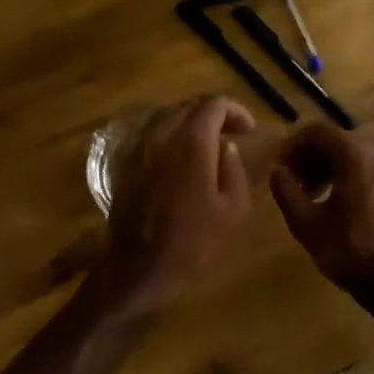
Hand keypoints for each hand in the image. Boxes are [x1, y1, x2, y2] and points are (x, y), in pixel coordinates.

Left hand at [100, 96, 255, 314]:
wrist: (140, 268)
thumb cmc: (193, 242)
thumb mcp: (233, 209)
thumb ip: (234, 169)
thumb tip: (226, 147)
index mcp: (192, 142)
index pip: (214, 104)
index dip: (235, 111)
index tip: (248, 130)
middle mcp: (162, 135)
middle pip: (189, 106)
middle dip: (213, 114)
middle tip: (231, 133)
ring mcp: (139, 147)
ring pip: (166, 116)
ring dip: (189, 121)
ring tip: (206, 142)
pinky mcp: (125, 162)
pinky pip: (149, 133)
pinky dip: (168, 134)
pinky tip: (178, 154)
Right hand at [269, 125, 373, 304]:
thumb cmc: (349, 250)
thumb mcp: (306, 223)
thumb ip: (286, 190)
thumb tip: (276, 171)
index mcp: (354, 155)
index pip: (316, 132)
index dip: (292, 146)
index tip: (279, 167)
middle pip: (335, 140)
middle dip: (309, 157)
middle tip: (292, 182)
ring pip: (352, 154)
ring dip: (327, 167)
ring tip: (310, 195)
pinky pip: (368, 167)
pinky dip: (347, 175)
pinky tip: (336, 204)